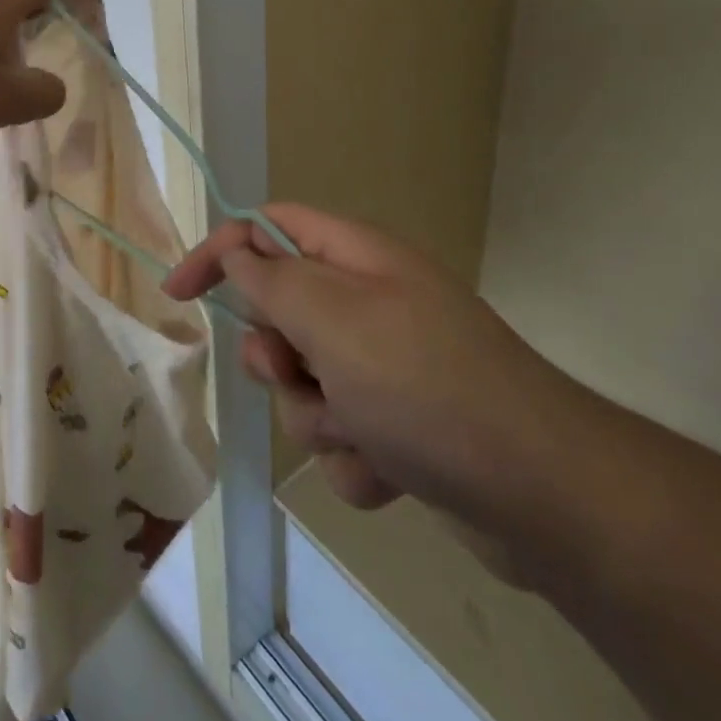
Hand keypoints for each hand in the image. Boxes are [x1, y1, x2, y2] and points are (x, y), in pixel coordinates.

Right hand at [164, 204, 578, 538]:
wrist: (543, 493)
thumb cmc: (423, 383)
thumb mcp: (332, 317)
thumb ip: (272, 278)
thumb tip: (238, 251)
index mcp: (357, 258)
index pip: (268, 228)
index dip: (219, 250)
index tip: (177, 293)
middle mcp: (370, 303)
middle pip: (281, 313)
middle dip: (277, 356)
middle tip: (299, 374)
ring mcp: (388, 366)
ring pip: (307, 384)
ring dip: (319, 416)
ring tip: (362, 433)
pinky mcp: (402, 425)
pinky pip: (343, 434)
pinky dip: (355, 456)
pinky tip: (391, 471)